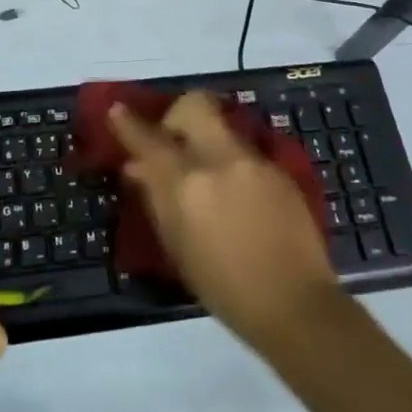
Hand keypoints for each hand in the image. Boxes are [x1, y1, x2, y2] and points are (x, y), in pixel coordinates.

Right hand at [110, 94, 341, 347]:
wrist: (295, 305)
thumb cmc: (223, 288)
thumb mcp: (177, 247)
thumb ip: (156, 198)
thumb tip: (138, 167)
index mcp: (186, 183)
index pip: (149, 139)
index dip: (128, 123)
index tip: (117, 110)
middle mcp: (219, 160)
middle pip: (194, 105)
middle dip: (178, 115)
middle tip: (173, 140)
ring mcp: (253, 161)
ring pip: (222, 127)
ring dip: (206, 141)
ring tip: (208, 174)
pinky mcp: (280, 170)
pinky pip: (246, 152)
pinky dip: (232, 164)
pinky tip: (238, 195)